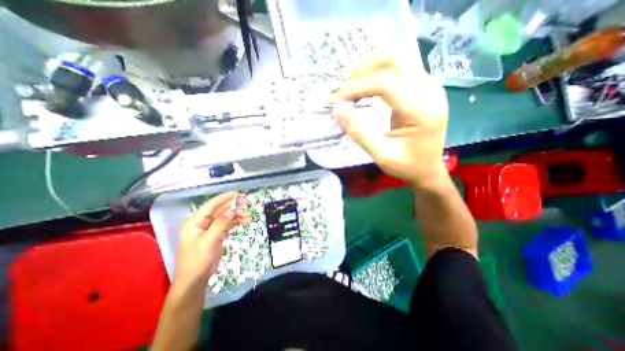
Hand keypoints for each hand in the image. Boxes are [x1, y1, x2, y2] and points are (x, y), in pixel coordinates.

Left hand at [174, 192, 251, 289]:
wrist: (195, 280)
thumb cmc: (198, 260)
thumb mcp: (209, 241)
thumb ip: (220, 223)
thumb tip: (232, 210)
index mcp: (195, 221)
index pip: (211, 205)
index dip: (224, 198)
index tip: (237, 193)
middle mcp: (202, 222)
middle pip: (220, 210)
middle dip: (234, 206)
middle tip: (247, 204)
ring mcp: (210, 229)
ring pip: (226, 217)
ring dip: (237, 215)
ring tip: (249, 216)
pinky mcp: (216, 235)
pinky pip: (227, 224)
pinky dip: (236, 222)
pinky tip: (245, 221)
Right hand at [331, 50, 448, 189]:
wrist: (429, 169)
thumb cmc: (407, 165)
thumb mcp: (381, 155)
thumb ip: (359, 132)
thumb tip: (337, 109)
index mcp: (421, 110)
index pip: (385, 83)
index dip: (356, 87)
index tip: (336, 101)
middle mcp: (429, 90)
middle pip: (395, 58)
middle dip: (364, 69)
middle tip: (346, 91)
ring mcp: (430, 85)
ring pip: (398, 57)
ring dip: (371, 68)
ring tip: (355, 88)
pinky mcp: (425, 87)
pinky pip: (400, 67)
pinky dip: (379, 73)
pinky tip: (368, 89)